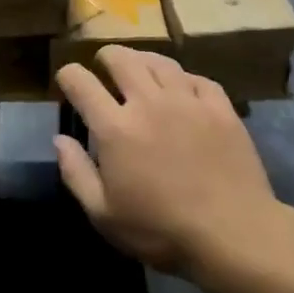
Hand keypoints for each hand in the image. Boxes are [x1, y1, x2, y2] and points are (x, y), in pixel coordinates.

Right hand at [54, 47, 278, 278]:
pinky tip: (182, 88)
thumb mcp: (103, 214)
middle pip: (121, 59)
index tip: (67, 81)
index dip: (68, 75)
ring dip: (142, 60)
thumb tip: (60, 140)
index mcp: (115, 128)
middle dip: (105, 57)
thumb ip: (76, 173)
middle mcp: (149, 103)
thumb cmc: (161, 230)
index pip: (81, 82)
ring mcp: (188, 101)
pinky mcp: (221, 109)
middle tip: (103, 66)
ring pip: (159, 62)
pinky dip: (183, 78)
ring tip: (139, 68)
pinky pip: (197, 78)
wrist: (234, 235)